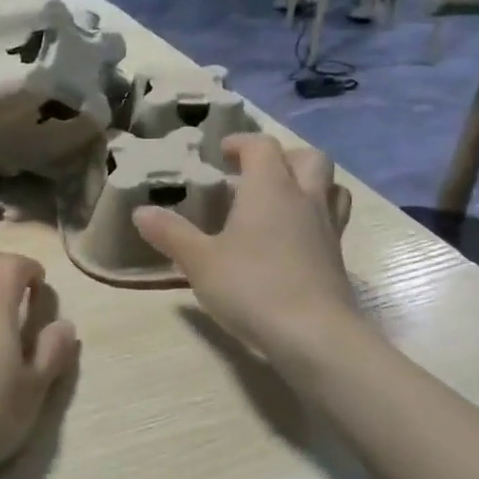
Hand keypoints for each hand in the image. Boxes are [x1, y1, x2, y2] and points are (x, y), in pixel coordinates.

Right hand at [133, 134, 357, 360]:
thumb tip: (140, 212)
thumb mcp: (199, 261)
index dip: (240, 144)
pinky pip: (331, 220)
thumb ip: (170, 233)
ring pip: (329, 187)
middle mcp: (304, 199)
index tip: (220, 153)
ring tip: (278, 201)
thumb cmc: (251, 287)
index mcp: (270, 188)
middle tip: (254, 174)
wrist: (313, 335)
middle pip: (307, 158)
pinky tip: (289, 240)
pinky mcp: (337, 258)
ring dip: (306, 183)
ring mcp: (327, 228)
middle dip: (282, 157)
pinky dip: (312, 217)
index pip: (261, 146)